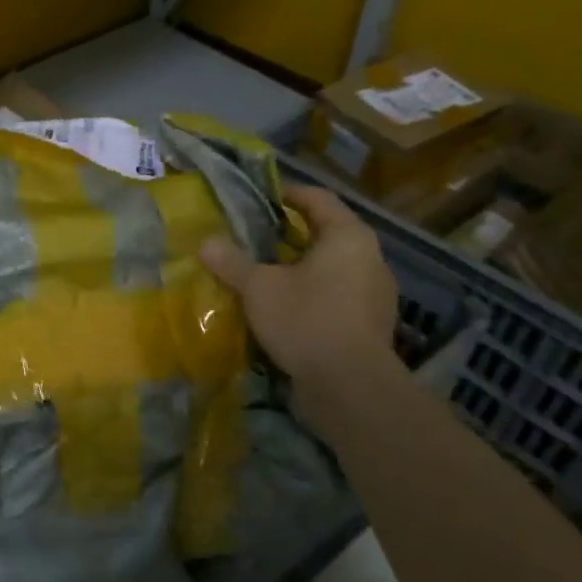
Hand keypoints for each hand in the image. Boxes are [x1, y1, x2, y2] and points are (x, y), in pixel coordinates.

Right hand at [200, 184, 399, 423]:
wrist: (351, 388)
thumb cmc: (306, 320)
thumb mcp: (259, 287)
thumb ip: (232, 262)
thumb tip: (206, 242)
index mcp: (348, 237)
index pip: (318, 199)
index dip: (287, 193)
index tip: (259, 198)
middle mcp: (370, 258)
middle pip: (326, 233)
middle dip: (289, 234)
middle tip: (253, 237)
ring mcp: (375, 294)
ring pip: (332, 268)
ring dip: (300, 268)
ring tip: (265, 274)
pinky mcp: (370, 324)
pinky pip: (337, 296)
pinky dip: (312, 295)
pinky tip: (284, 309)